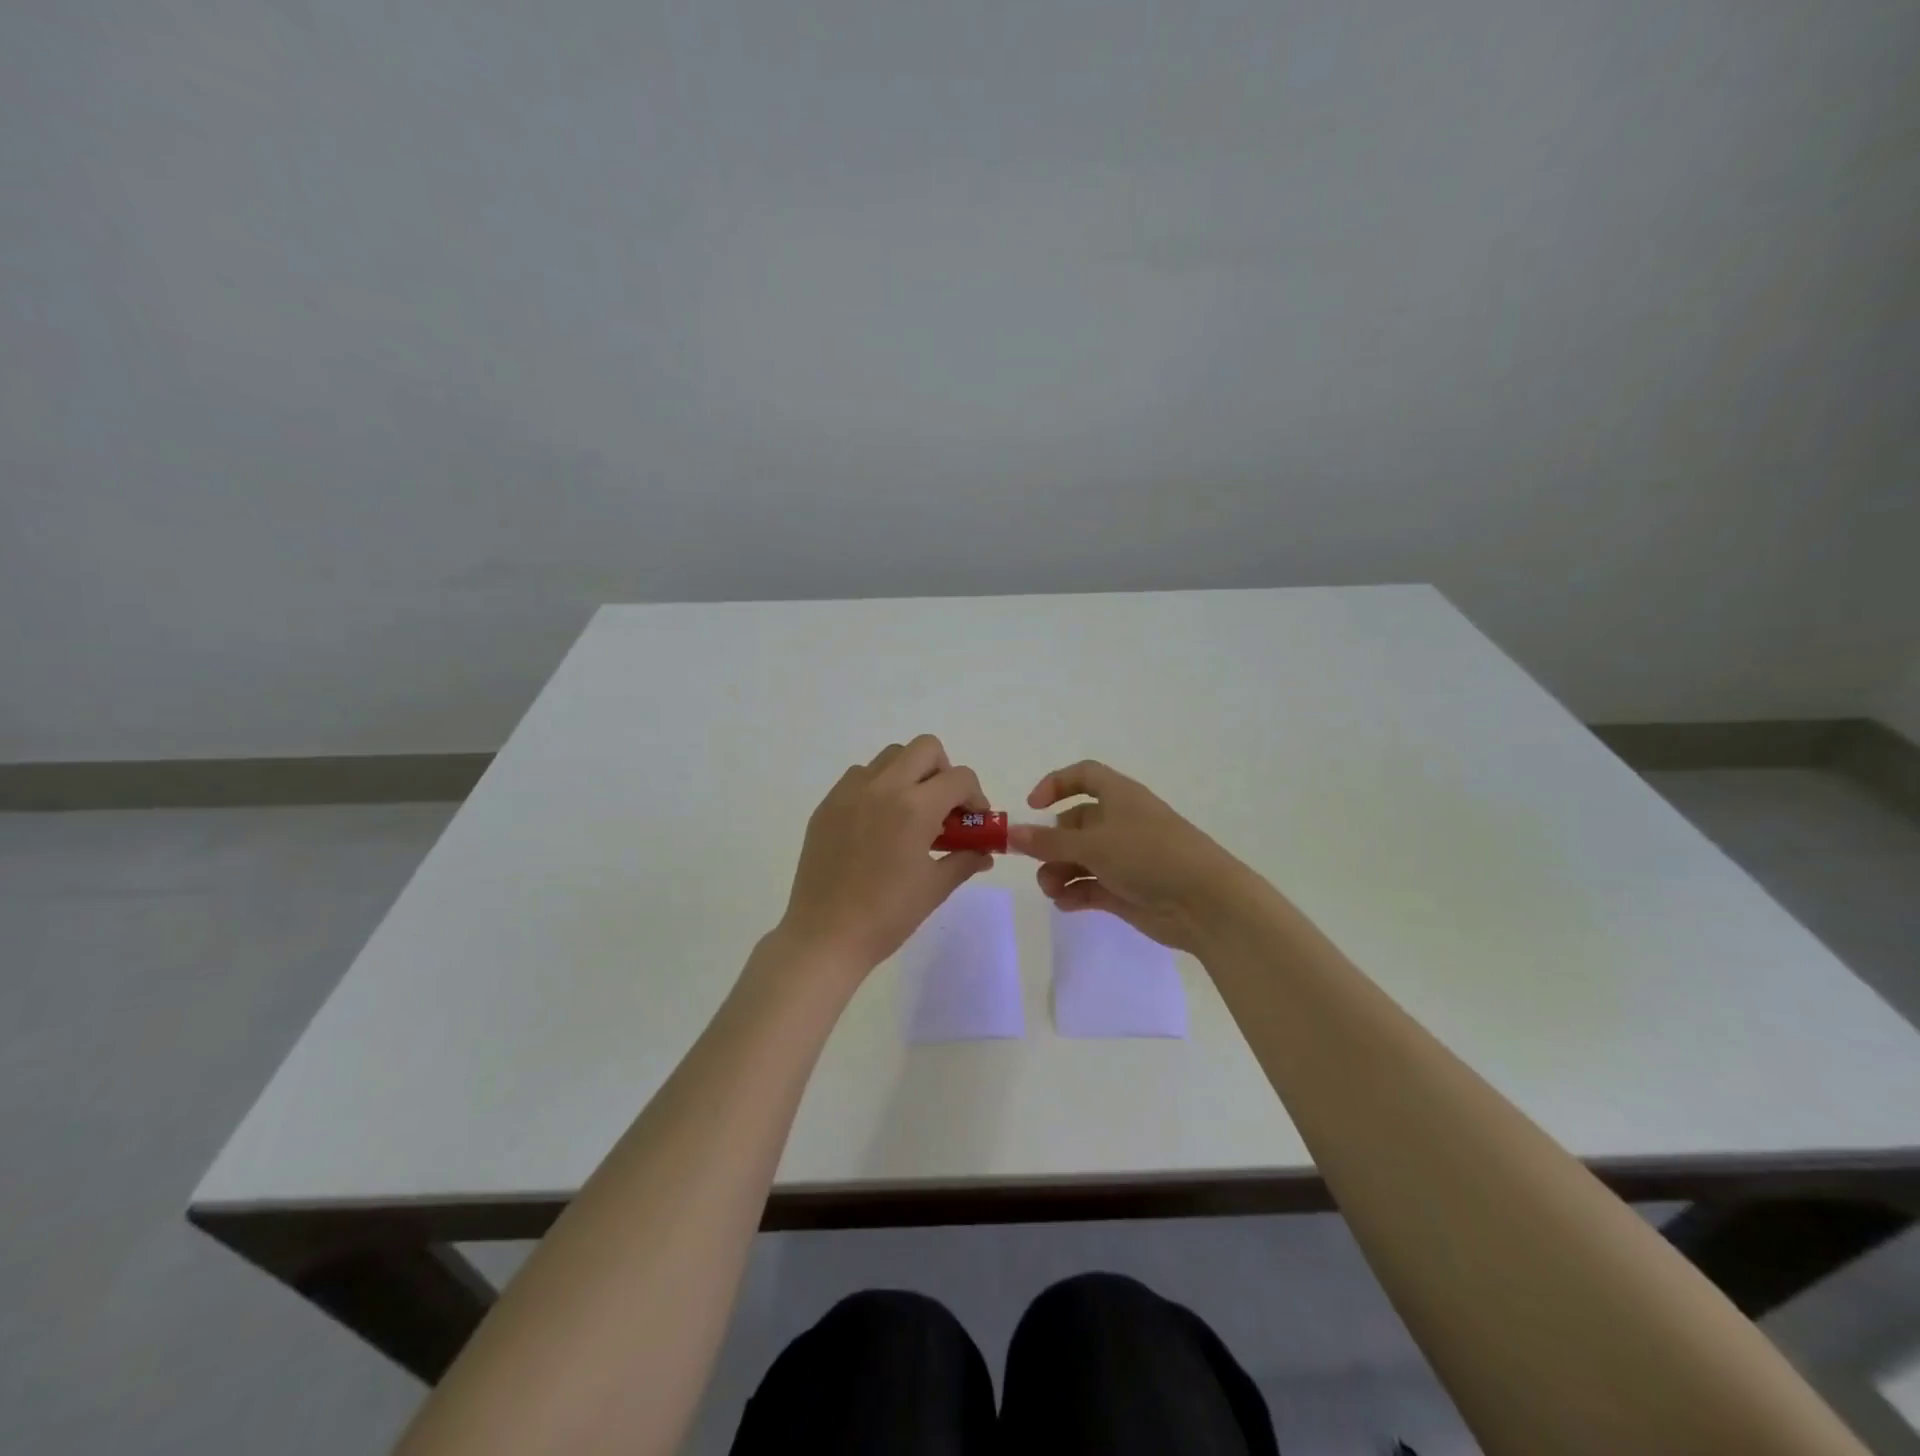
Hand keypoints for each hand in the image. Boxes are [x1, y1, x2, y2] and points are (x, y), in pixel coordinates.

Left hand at [776, 735, 992, 977]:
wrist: (825, 936)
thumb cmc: (887, 915)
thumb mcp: (935, 888)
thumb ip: (965, 860)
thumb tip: (985, 852)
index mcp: (915, 807)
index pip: (960, 778)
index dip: (975, 797)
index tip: (973, 821)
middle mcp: (882, 787)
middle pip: (925, 748)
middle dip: (943, 772)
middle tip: (944, 807)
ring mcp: (850, 792)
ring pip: (890, 757)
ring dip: (909, 775)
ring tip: (909, 814)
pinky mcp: (827, 804)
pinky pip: (860, 776)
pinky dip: (878, 787)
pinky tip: (877, 824)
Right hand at [1008, 760, 1251, 952]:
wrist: (1206, 903)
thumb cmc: (1150, 856)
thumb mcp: (1094, 845)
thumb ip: (1048, 842)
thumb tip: (1010, 833)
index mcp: (1119, 797)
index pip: (1084, 776)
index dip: (1056, 785)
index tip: (1032, 807)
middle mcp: (1121, 822)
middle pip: (1075, 824)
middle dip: (1051, 843)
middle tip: (1036, 862)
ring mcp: (1125, 858)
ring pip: (1080, 858)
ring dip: (1059, 871)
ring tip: (1052, 890)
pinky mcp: (1127, 889)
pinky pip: (1091, 886)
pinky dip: (1075, 893)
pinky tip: (1065, 904)